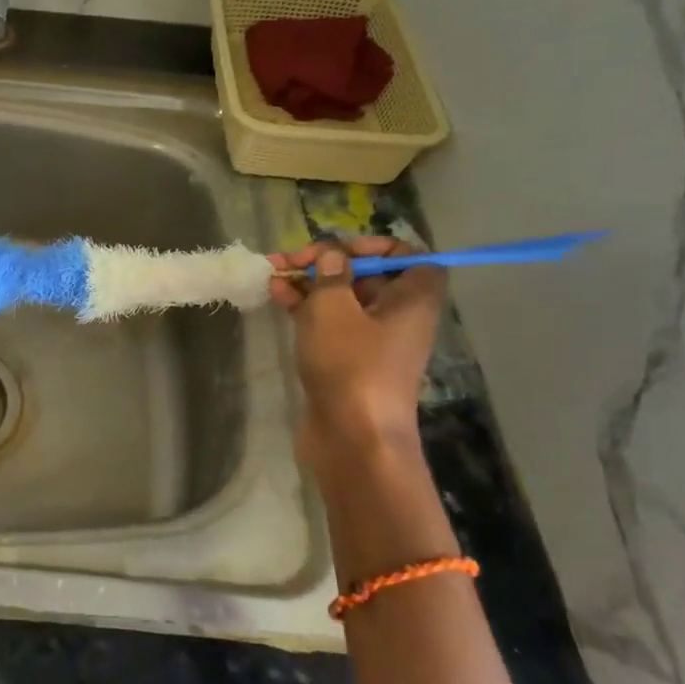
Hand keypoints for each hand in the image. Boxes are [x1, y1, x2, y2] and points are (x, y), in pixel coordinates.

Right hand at [267, 235, 443, 448]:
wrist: (353, 438)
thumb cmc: (351, 364)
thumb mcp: (333, 308)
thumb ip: (330, 273)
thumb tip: (331, 253)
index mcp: (413, 298)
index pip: (409, 256)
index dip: (376, 245)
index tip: (339, 248)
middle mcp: (398, 316)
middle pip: (367, 275)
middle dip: (327, 262)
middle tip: (290, 259)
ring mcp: (372, 341)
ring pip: (342, 299)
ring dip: (309, 283)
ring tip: (272, 272)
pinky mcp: (347, 360)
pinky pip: (329, 323)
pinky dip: (305, 307)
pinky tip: (275, 294)